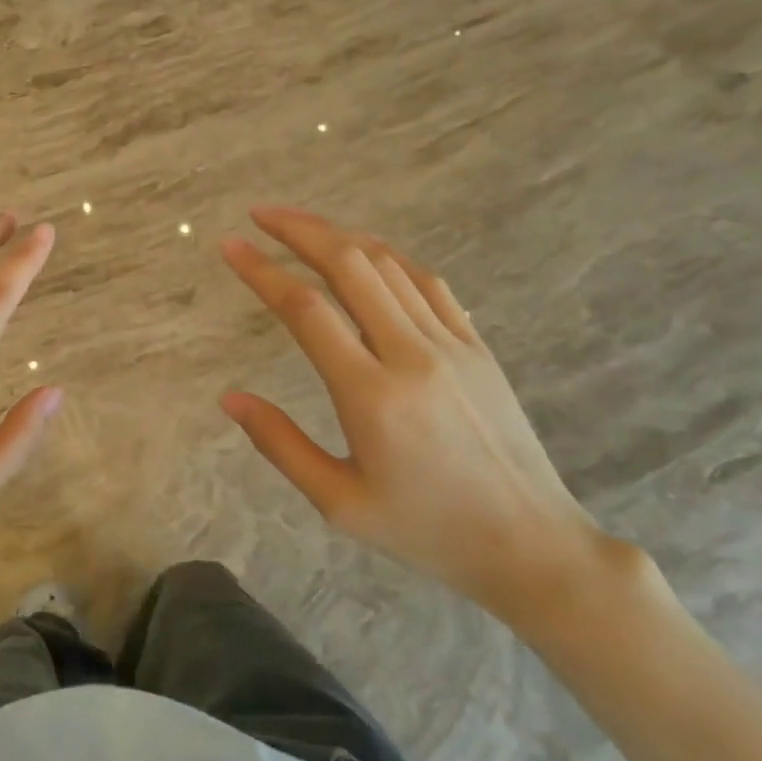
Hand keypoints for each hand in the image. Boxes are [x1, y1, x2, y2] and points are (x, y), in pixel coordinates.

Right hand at [221, 206, 622, 627]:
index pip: (306, 310)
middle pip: (349, 266)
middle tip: (260, 214)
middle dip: (300, 230)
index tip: (230, 247)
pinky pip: (428, 282)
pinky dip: (387, 256)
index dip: (262, 271)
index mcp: (371, 396)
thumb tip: (229, 398)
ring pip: (389, 265)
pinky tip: (364, 253)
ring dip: (339, 235)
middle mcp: (411, 355)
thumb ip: (280, 444)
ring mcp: (452, 345)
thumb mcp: (339, 503)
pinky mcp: (477, 347)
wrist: (532, 546)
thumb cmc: (426, 531)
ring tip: (300, 225)